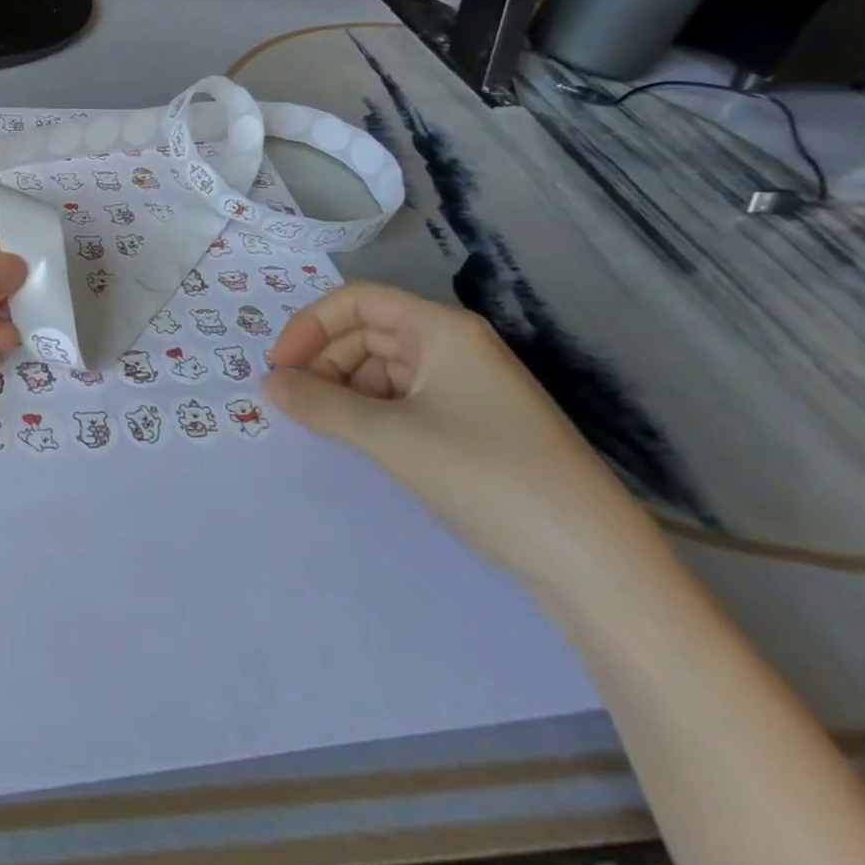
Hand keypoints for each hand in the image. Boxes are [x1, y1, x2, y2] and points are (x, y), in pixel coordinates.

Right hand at [264, 282, 649, 590]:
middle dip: (324, 360)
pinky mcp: (476, 424)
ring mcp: (469, 386)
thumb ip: (320, 405)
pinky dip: (372, 411)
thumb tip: (269, 384)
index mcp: (441, 329)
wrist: (595, 563)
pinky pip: (406, 399)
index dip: (309, 326)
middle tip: (294, 402)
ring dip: (345, 388)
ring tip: (323, 425)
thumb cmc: (486, 476)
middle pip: (368, 331)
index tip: (278, 368)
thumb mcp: (390, 437)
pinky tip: (361, 440)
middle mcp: (455, 346)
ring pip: (384, 367)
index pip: (356, 301)